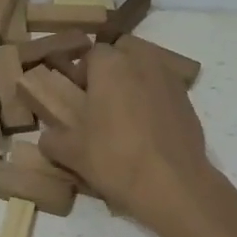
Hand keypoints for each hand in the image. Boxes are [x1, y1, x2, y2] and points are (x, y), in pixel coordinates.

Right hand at [39, 43, 212, 228]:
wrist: (172, 185)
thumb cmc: (115, 159)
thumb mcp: (72, 153)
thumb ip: (53, 140)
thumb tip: (47, 138)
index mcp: (110, 65)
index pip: (92, 52)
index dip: (83, 71)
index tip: (79, 95)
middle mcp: (142, 62)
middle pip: (124, 51)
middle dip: (113, 67)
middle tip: (103, 98)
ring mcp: (170, 79)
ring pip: (148, 67)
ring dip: (136, 80)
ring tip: (127, 113)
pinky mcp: (189, 101)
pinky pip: (165, 89)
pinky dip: (156, 99)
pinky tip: (149, 129)